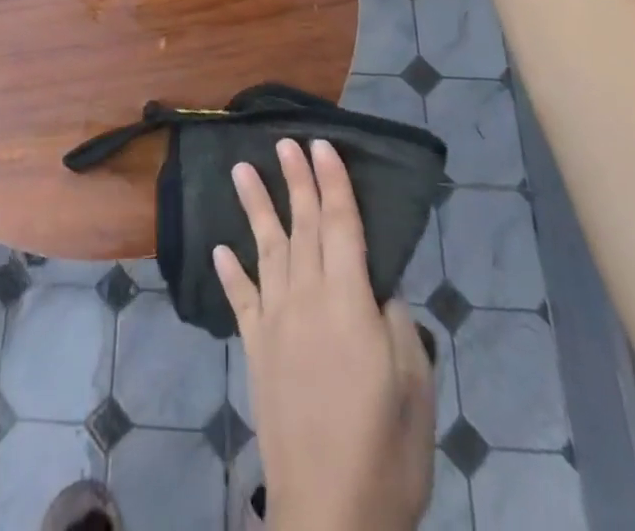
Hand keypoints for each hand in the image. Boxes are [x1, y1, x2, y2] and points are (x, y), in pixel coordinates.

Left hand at [215, 139, 435, 530]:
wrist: (328, 514)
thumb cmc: (386, 452)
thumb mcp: (413, 385)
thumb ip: (394, 322)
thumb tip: (379, 282)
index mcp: (349, 301)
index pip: (342, 224)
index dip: (333, 182)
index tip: (322, 145)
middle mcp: (306, 297)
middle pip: (303, 225)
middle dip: (296, 180)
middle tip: (286, 141)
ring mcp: (275, 320)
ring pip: (266, 248)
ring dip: (255, 206)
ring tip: (242, 169)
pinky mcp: (256, 347)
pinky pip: (241, 298)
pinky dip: (230, 270)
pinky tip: (220, 246)